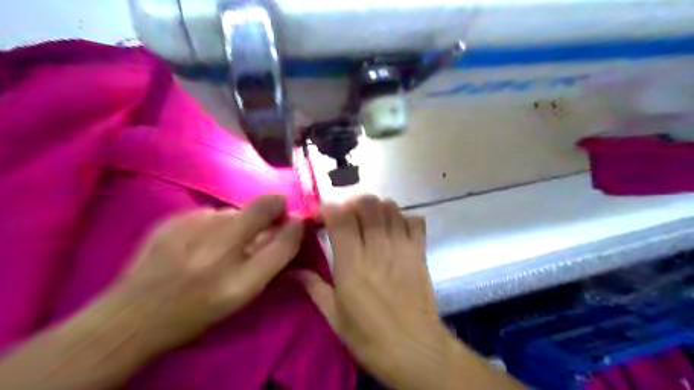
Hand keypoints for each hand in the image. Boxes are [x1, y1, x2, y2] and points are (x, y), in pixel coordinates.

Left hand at [102, 195, 303, 353]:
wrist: (133, 316)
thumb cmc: (198, 309)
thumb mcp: (244, 292)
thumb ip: (274, 256)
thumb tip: (292, 225)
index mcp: (238, 269)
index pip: (279, 227)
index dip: (292, 223)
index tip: (293, 224)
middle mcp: (217, 241)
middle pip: (260, 207)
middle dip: (269, 214)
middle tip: (257, 235)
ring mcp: (191, 224)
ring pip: (233, 212)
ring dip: (239, 224)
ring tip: (222, 246)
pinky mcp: (172, 218)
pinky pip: (210, 214)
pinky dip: (214, 225)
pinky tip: (199, 244)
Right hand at [297, 198, 450, 386]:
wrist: (413, 348)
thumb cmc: (369, 336)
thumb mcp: (334, 316)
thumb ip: (313, 287)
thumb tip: (292, 272)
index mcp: (352, 264)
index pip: (340, 219)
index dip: (329, 209)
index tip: (322, 213)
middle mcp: (377, 248)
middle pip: (367, 205)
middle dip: (354, 203)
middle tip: (348, 216)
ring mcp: (401, 247)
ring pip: (390, 208)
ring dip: (377, 208)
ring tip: (371, 220)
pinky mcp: (420, 252)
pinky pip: (415, 221)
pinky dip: (404, 218)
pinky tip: (396, 229)